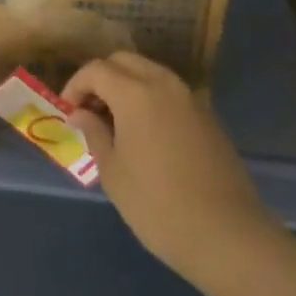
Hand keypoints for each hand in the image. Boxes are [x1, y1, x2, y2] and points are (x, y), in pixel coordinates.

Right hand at [63, 52, 271, 280]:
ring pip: (150, 72)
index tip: (68, 112)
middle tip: (90, 111)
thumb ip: (95, 134)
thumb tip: (81, 114)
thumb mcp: (114, 173)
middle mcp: (163, 83)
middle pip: (124, 61)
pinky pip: (170, 92)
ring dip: (127, 86)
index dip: (76, 86)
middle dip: (102, 78)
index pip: (96, 70)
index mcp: (135, 92)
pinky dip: (151, 99)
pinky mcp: (207, 116)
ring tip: (116, 122)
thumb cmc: (158, 206)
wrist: (227, 234)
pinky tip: (147, 134)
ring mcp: (189, 97)